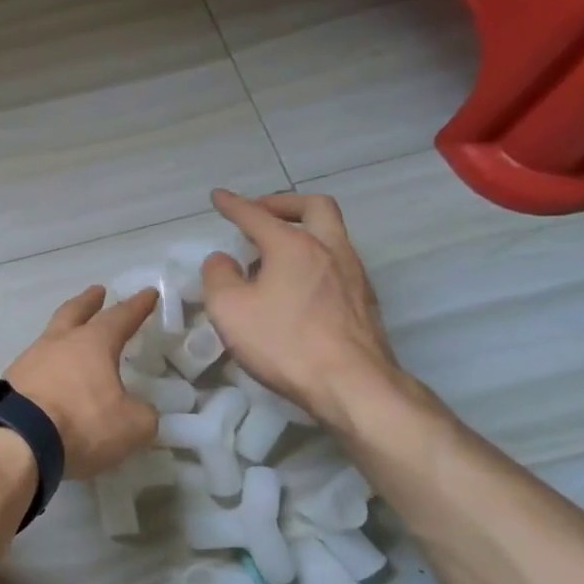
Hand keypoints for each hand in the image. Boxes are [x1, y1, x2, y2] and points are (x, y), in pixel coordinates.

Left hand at [4, 286, 158, 479]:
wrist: (17, 441)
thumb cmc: (81, 423)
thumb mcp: (131, 425)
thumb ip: (143, 413)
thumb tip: (140, 409)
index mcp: (92, 344)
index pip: (120, 317)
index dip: (137, 306)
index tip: (147, 292)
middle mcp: (58, 343)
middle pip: (74, 312)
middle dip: (89, 301)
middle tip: (97, 291)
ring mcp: (30, 359)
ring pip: (51, 336)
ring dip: (65, 332)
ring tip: (72, 336)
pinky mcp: (12, 381)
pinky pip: (36, 364)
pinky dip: (49, 363)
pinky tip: (52, 374)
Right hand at [199, 189, 398, 425]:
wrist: (353, 386)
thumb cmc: (284, 343)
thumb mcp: (230, 309)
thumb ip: (218, 277)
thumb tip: (223, 261)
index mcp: (294, 246)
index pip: (257, 215)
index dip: (233, 205)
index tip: (218, 197)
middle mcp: (329, 250)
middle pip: (314, 208)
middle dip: (284, 204)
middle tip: (261, 214)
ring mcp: (353, 275)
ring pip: (330, 236)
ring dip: (301, 233)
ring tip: (272, 256)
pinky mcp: (364, 302)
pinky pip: (336, 264)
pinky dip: (313, 261)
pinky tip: (296, 287)